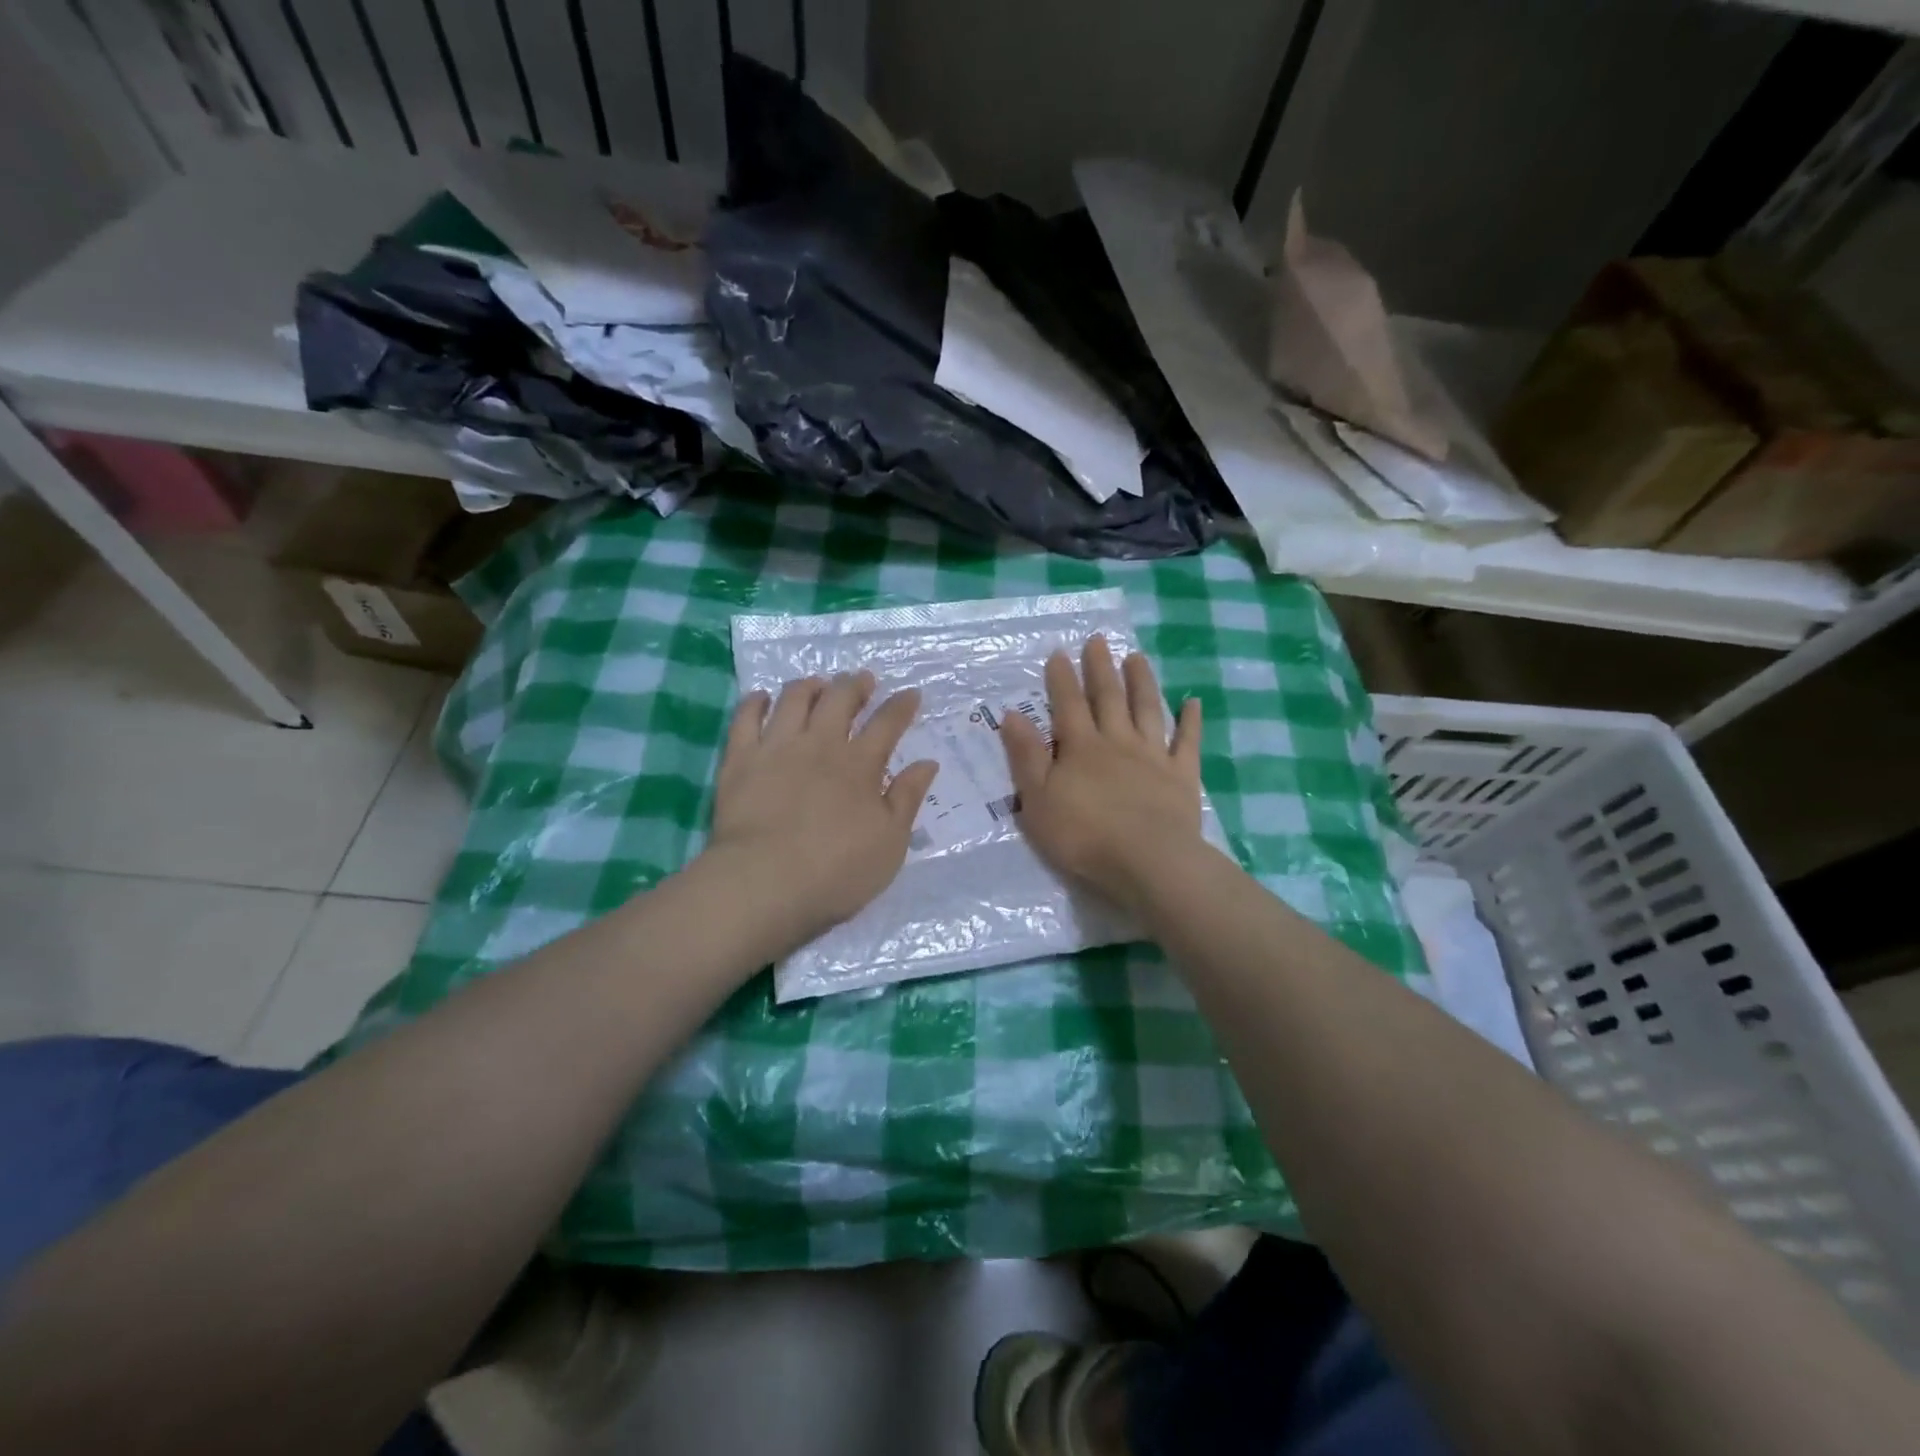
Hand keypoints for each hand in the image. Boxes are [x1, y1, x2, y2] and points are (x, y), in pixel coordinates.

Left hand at [705, 671, 939, 949]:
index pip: (887, 723)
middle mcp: (820, 744)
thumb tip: (928, 763)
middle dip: (855, 685)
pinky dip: (756, 702)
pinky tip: (762, 698)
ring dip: (810, 686)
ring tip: (818, 683)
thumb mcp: (890, 842)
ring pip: (794, 699)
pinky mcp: (740, 759)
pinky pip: (745, 717)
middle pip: (840, 699)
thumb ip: (907, 798)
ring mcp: (777, 747)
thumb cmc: (837, 870)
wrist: (764, 882)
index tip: (911, 693)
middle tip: (863, 679)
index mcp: (860, 765)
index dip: (901, 705)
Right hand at [999, 636, 1204, 914]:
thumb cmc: (1083, 835)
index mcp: (1081, 748)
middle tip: (1098, 640)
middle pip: (1108, 698)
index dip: (1062, 679)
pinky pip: (1188, 742)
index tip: (1059, 652)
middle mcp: (1117, 742)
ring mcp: (1153, 756)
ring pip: (1147, 710)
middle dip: (1101, 668)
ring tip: (1137, 657)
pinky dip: (1190, 721)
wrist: (1147, 861)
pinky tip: (1192, 702)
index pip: (1068, 705)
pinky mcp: (1182, 776)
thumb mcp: (1038, 800)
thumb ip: (1026, 756)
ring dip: (1142, 682)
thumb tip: (1012, 715)